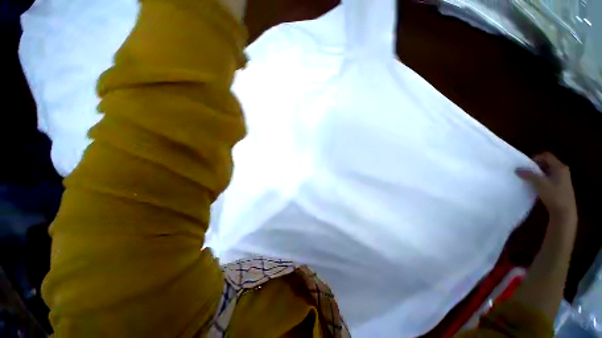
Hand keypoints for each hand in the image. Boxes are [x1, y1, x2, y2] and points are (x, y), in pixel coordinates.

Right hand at [516, 152, 576, 224]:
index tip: (526, 165)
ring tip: (529, 179)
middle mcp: (562, 170)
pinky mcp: (560, 186)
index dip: (536, 158)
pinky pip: (549, 178)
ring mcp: (562, 179)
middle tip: (526, 172)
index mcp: (559, 167)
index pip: (546, 156)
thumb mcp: (540, 184)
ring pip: (547, 171)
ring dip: (538, 173)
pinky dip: (542, 179)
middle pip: (547, 163)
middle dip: (536, 166)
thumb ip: (529, 175)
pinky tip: (536, 186)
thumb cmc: (554, 196)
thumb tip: (517, 168)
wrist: (564, 212)